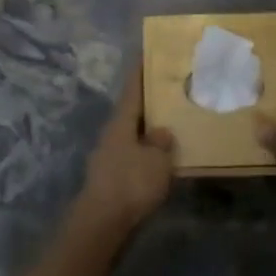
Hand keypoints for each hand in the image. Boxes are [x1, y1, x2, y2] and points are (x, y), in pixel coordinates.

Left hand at [73, 63, 174, 235]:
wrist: (102, 225)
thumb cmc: (130, 184)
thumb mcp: (157, 160)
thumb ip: (162, 142)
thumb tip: (162, 132)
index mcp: (121, 121)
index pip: (132, 87)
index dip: (141, 69)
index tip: (147, 50)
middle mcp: (113, 133)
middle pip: (133, 110)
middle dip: (150, 100)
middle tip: (172, 88)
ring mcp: (110, 156)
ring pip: (134, 133)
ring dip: (150, 128)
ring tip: (174, 122)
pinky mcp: (113, 178)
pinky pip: (135, 155)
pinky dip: (148, 151)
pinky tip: (164, 158)